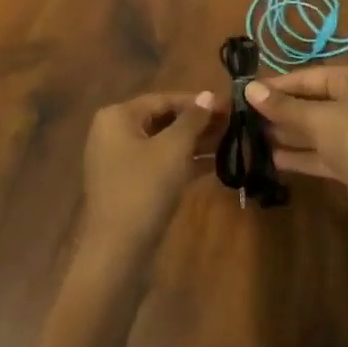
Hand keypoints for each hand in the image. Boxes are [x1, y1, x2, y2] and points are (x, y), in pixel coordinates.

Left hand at [80, 91, 218, 266]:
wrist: (118, 251)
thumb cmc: (144, 188)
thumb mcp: (173, 149)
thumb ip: (192, 119)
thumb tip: (208, 95)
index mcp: (117, 116)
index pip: (163, 99)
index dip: (197, 102)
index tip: (228, 105)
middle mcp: (114, 133)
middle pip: (163, 120)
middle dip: (198, 122)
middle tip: (233, 123)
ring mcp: (120, 161)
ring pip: (164, 144)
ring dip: (195, 142)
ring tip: (231, 141)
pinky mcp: (130, 185)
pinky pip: (160, 164)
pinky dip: (185, 162)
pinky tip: (216, 164)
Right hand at [246, 66, 347, 235]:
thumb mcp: (318, 118)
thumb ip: (283, 106)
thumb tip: (249, 89)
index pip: (310, 76)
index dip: (278, 84)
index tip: (246, 90)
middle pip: (312, 101)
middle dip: (281, 110)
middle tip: (244, 114)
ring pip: (315, 128)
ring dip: (287, 132)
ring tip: (252, 134)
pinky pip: (320, 153)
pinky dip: (299, 154)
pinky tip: (272, 158)